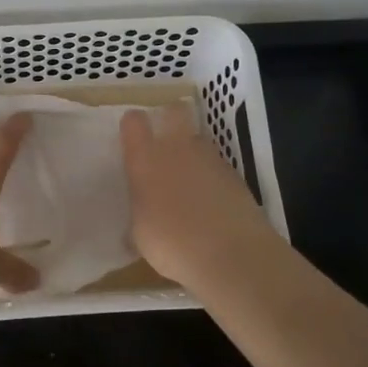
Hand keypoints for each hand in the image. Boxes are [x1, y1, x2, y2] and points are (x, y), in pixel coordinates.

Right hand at [120, 104, 275, 285]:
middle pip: (175, 111)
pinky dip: (212, 177)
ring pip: (198, 139)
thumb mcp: (141, 235)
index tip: (132, 138)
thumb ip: (139, 214)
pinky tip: (211, 203)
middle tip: (165, 142)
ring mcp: (210, 158)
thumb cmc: (172, 244)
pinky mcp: (235, 174)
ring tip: (189, 182)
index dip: (133, 125)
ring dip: (192, 152)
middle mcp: (177, 148)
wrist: (231, 255)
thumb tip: (140, 216)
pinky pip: (217, 166)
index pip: (134, 122)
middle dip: (170, 118)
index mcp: (146, 159)